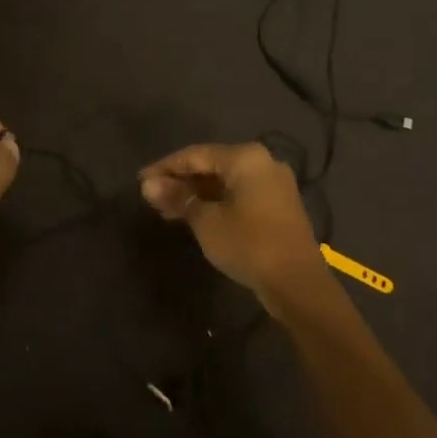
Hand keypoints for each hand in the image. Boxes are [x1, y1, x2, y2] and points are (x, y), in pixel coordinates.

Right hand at [139, 142, 330, 304]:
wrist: (297, 283)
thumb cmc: (248, 244)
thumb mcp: (205, 221)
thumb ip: (178, 198)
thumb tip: (148, 185)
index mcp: (245, 157)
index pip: (195, 154)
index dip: (164, 167)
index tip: (140, 181)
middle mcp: (263, 162)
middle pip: (211, 165)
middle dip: (181, 180)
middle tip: (153, 197)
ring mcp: (274, 184)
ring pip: (225, 181)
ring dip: (197, 193)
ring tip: (168, 209)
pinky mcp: (278, 205)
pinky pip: (239, 194)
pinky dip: (216, 201)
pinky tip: (196, 216)